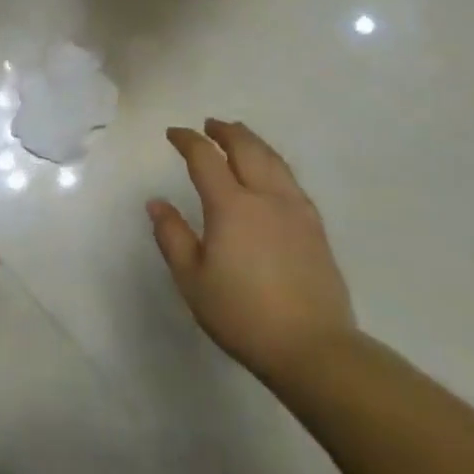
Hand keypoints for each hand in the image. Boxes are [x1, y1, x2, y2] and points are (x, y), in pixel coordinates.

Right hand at [148, 118, 355, 380]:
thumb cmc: (242, 314)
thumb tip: (157, 202)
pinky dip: (273, 163)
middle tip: (210, 125)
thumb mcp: (192, 280)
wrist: (313, 347)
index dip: (187, 141)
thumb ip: (172, 236)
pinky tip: (271, 174)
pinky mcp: (316, 227)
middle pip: (246, 148)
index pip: (205, 158)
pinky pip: (291, 179)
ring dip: (252, 142)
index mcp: (231, 205)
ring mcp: (296, 210)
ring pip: (273, 160)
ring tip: (240, 137)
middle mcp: (266, 196)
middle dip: (225, 132)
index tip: (174, 134)